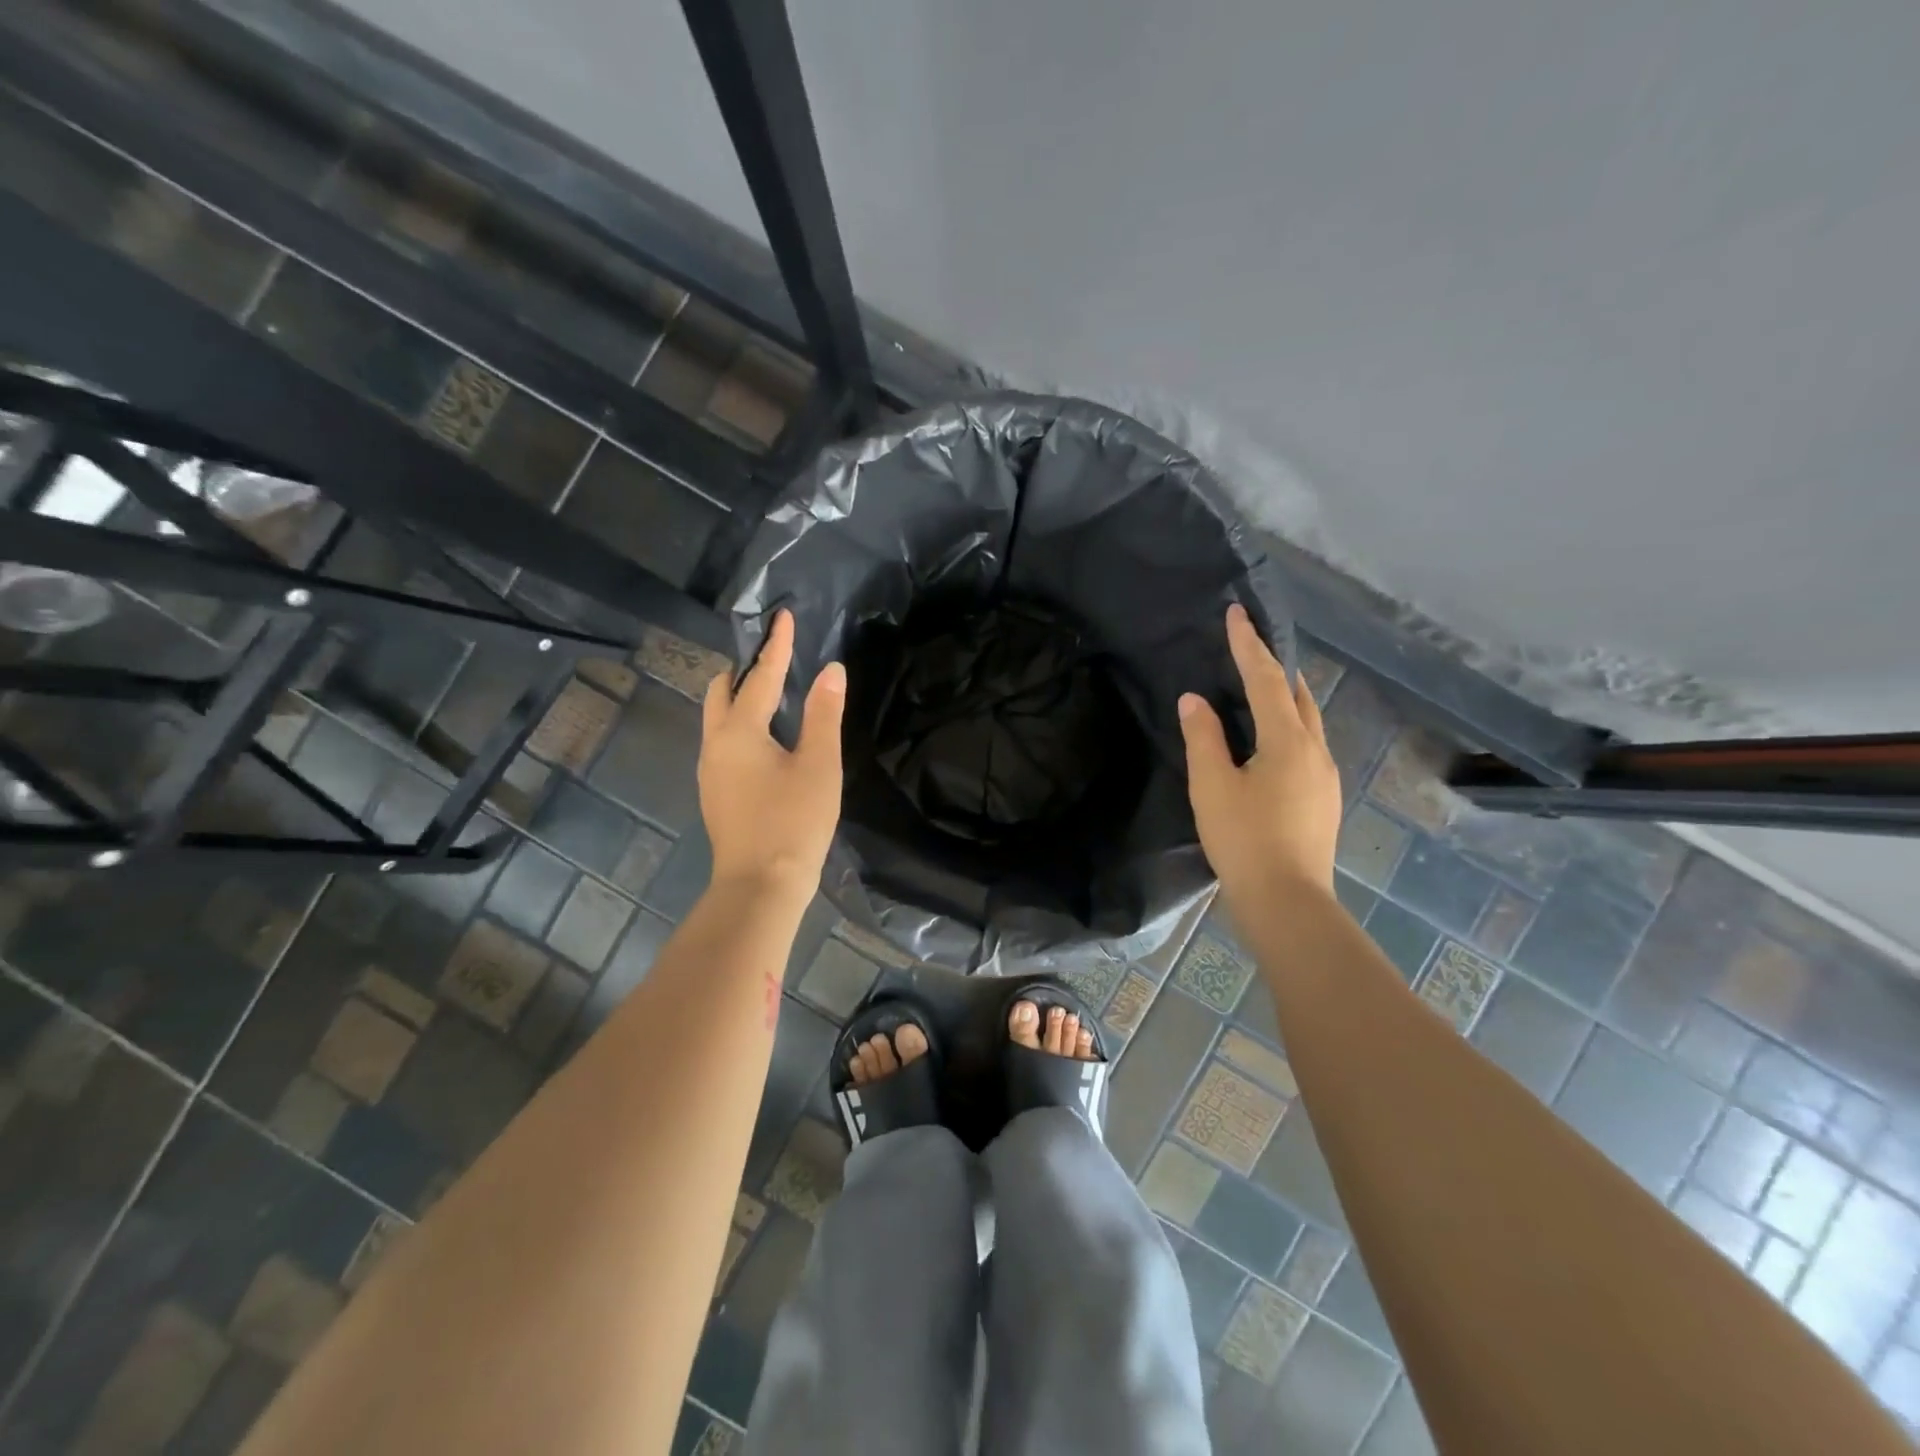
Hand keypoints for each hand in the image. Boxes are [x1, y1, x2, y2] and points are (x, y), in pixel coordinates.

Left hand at [699, 609, 845, 907]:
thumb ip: (824, 714)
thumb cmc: (793, 821)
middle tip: (775, 660)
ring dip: (741, 699)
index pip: (760, 676)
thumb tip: (830, 670)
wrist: (760, 886)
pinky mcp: (716, 793)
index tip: (782, 616)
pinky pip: (724, 743)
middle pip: (722, 693)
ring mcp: (710, 772)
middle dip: (745, 671)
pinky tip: (767, 740)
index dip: (776, 646)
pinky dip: (742, 726)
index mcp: (739, 731)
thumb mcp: (818, 764)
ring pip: (719, 719)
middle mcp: (715, 744)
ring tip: (774, 695)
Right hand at [1178, 604, 1342, 906]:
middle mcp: (1315, 750)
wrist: (1288, 901)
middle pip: (1297, 695)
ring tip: (1260, 690)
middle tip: (1249, 649)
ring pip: (1308, 721)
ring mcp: (1325, 776)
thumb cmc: (1244, 839)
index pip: (1266, 680)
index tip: (1237, 613)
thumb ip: (1203, 738)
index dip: (1248, 645)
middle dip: (1274, 667)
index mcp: (1288, 741)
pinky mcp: (1324, 798)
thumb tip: (1194, 700)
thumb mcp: (1211, 786)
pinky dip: (1288, 727)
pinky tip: (1271, 743)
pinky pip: (1308, 745)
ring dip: (1284, 698)